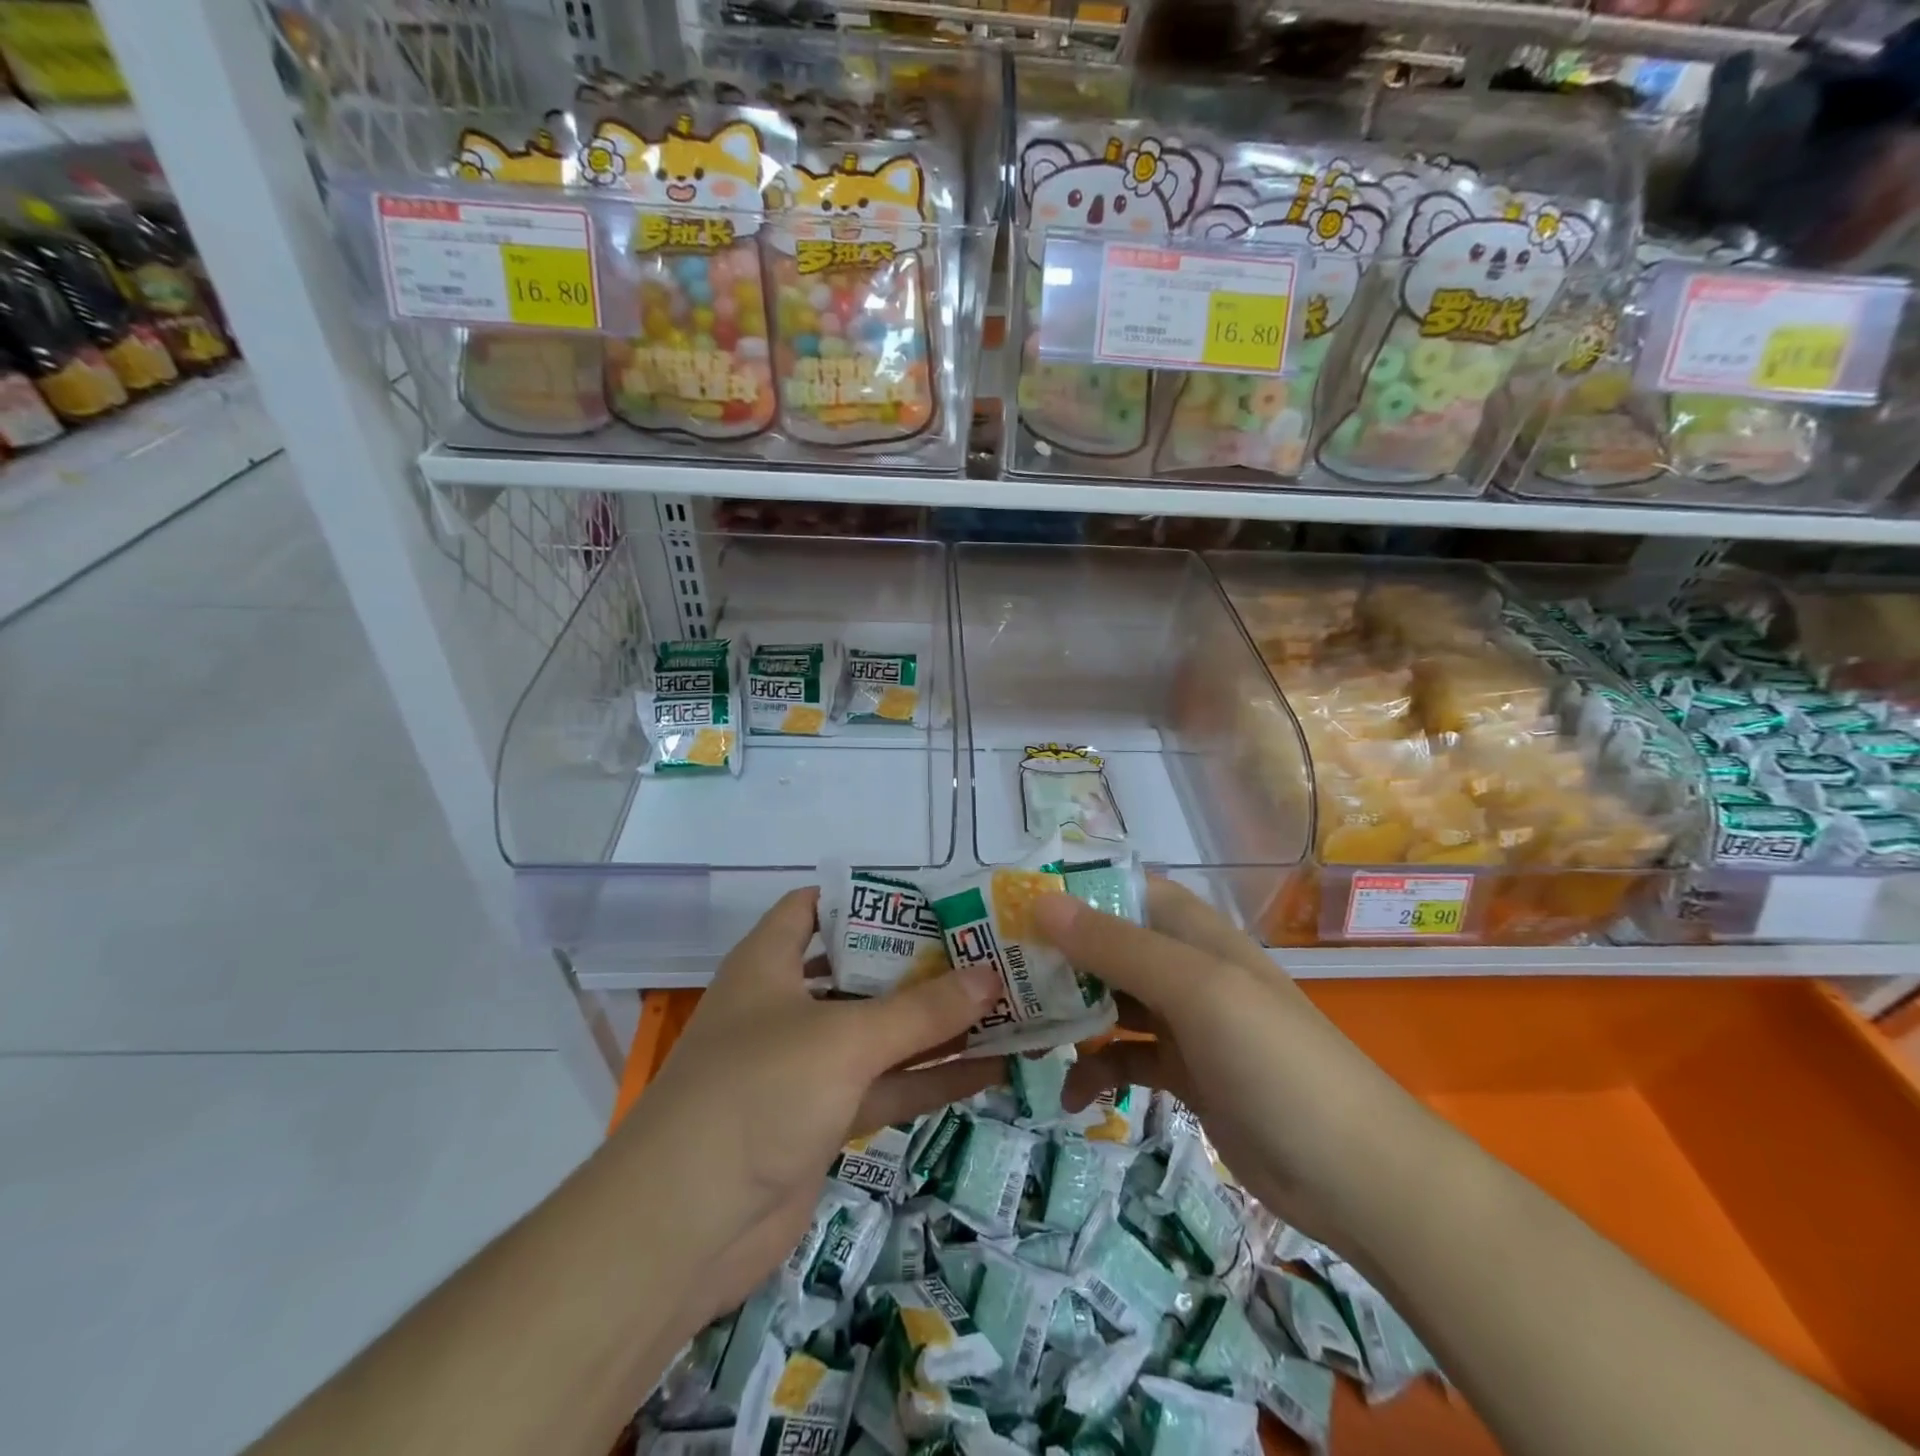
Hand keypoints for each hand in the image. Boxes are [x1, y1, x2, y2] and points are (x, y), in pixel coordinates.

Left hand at [617, 887, 1005, 1333]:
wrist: (684, 1229)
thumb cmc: (757, 1093)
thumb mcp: (843, 1040)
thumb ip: (921, 1011)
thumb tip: (990, 976)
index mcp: (770, 963)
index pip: (814, 907)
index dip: (865, 897)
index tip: (929, 898)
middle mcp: (787, 1006)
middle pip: (861, 970)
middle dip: (920, 962)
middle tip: (984, 949)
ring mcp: (807, 1066)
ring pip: (882, 1032)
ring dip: (937, 1024)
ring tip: (1004, 1004)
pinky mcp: (824, 1119)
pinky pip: (887, 1085)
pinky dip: (931, 1077)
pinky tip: (989, 1070)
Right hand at [1036, 878, 1433, 1242]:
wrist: (1354, 1175)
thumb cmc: (1274, 1061)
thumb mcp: (1194, 991)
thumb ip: (1117, 947)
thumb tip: (1041, 902)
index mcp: (1194, 932)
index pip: (1124, 889)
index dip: (1072, 891)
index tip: (1013, 907)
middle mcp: (1185, 968)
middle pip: (1108, 946)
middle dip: (1057, 958)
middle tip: (999, 977)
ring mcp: (1185, 1023)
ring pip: (1110, 1002)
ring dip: (1070, 1016)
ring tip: (1024, 1035)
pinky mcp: (1185, 1074)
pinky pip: (1125, 1058)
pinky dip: (1097, 1070)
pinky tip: (1073, 1096)